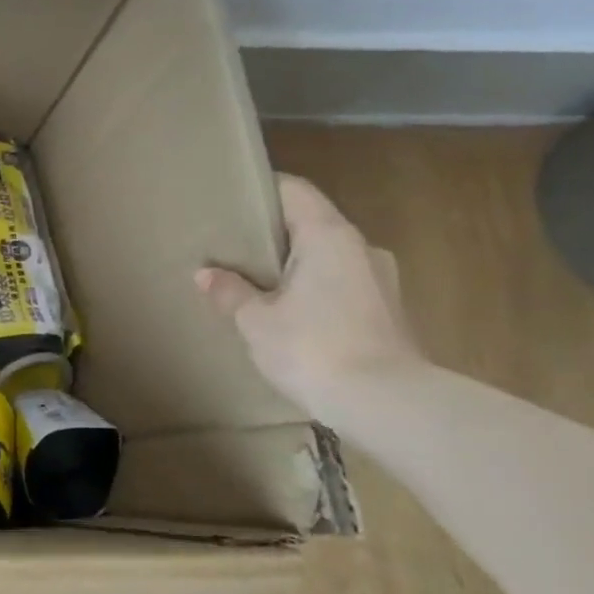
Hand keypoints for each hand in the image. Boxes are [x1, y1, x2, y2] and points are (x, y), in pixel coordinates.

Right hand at [197, 175, 423, 420]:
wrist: (387, 404)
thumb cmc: (313, 348)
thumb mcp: (255, 321)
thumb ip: (230, 292)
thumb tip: (206, 274)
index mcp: (329, 236)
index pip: (294, 191)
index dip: (261, 189)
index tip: (229, 199)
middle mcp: (360, 248)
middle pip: (310, 223)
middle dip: (272, 233)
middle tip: (231, 246)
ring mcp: (380, 280)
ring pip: (327, 257)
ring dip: (293, 265)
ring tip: (254, 283)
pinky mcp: (386, 311)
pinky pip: (340, 285)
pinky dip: (312, 289)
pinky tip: (286, 313)